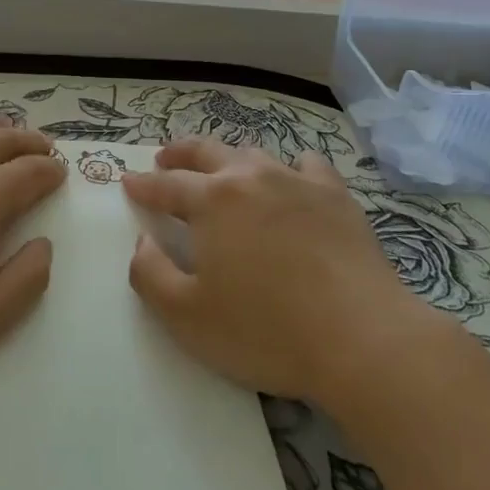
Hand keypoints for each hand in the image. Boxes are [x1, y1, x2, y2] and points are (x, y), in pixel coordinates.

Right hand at [124, 138, 450, 407]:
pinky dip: (290, 166)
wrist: (361, 337)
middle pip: (206, 151)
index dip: (143, 184)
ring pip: (253, 154)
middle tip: (164, 158)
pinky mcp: (336, 195)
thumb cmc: (265, 331)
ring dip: (229, 158)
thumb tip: (143, 239)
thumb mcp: (187, 317)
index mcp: (211, 201)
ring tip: (222, 169)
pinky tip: (292, 177)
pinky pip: (307, 164)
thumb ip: (150, 273)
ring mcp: (296, 180)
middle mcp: (250, 177)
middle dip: (179, 153)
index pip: (166, 184)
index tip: (128, 181)